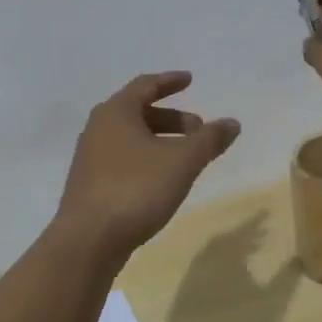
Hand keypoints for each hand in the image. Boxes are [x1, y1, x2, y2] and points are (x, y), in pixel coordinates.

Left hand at [53, 72, 240, 260]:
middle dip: (171, 118)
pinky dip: (146, 159)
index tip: (190, 80)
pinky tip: (162, 180)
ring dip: (160, 140)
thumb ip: (209, 140)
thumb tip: (232, 122)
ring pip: (131, 138)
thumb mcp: (182, 162)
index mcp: (116, 112)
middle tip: (199, 130)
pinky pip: (123, 160)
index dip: (170, 81)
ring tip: (185, 158)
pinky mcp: (90, 184)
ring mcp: (90, 158)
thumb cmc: (136, 189)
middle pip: (139, 112)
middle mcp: (98, 129)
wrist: (88, 241)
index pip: (146, 85)